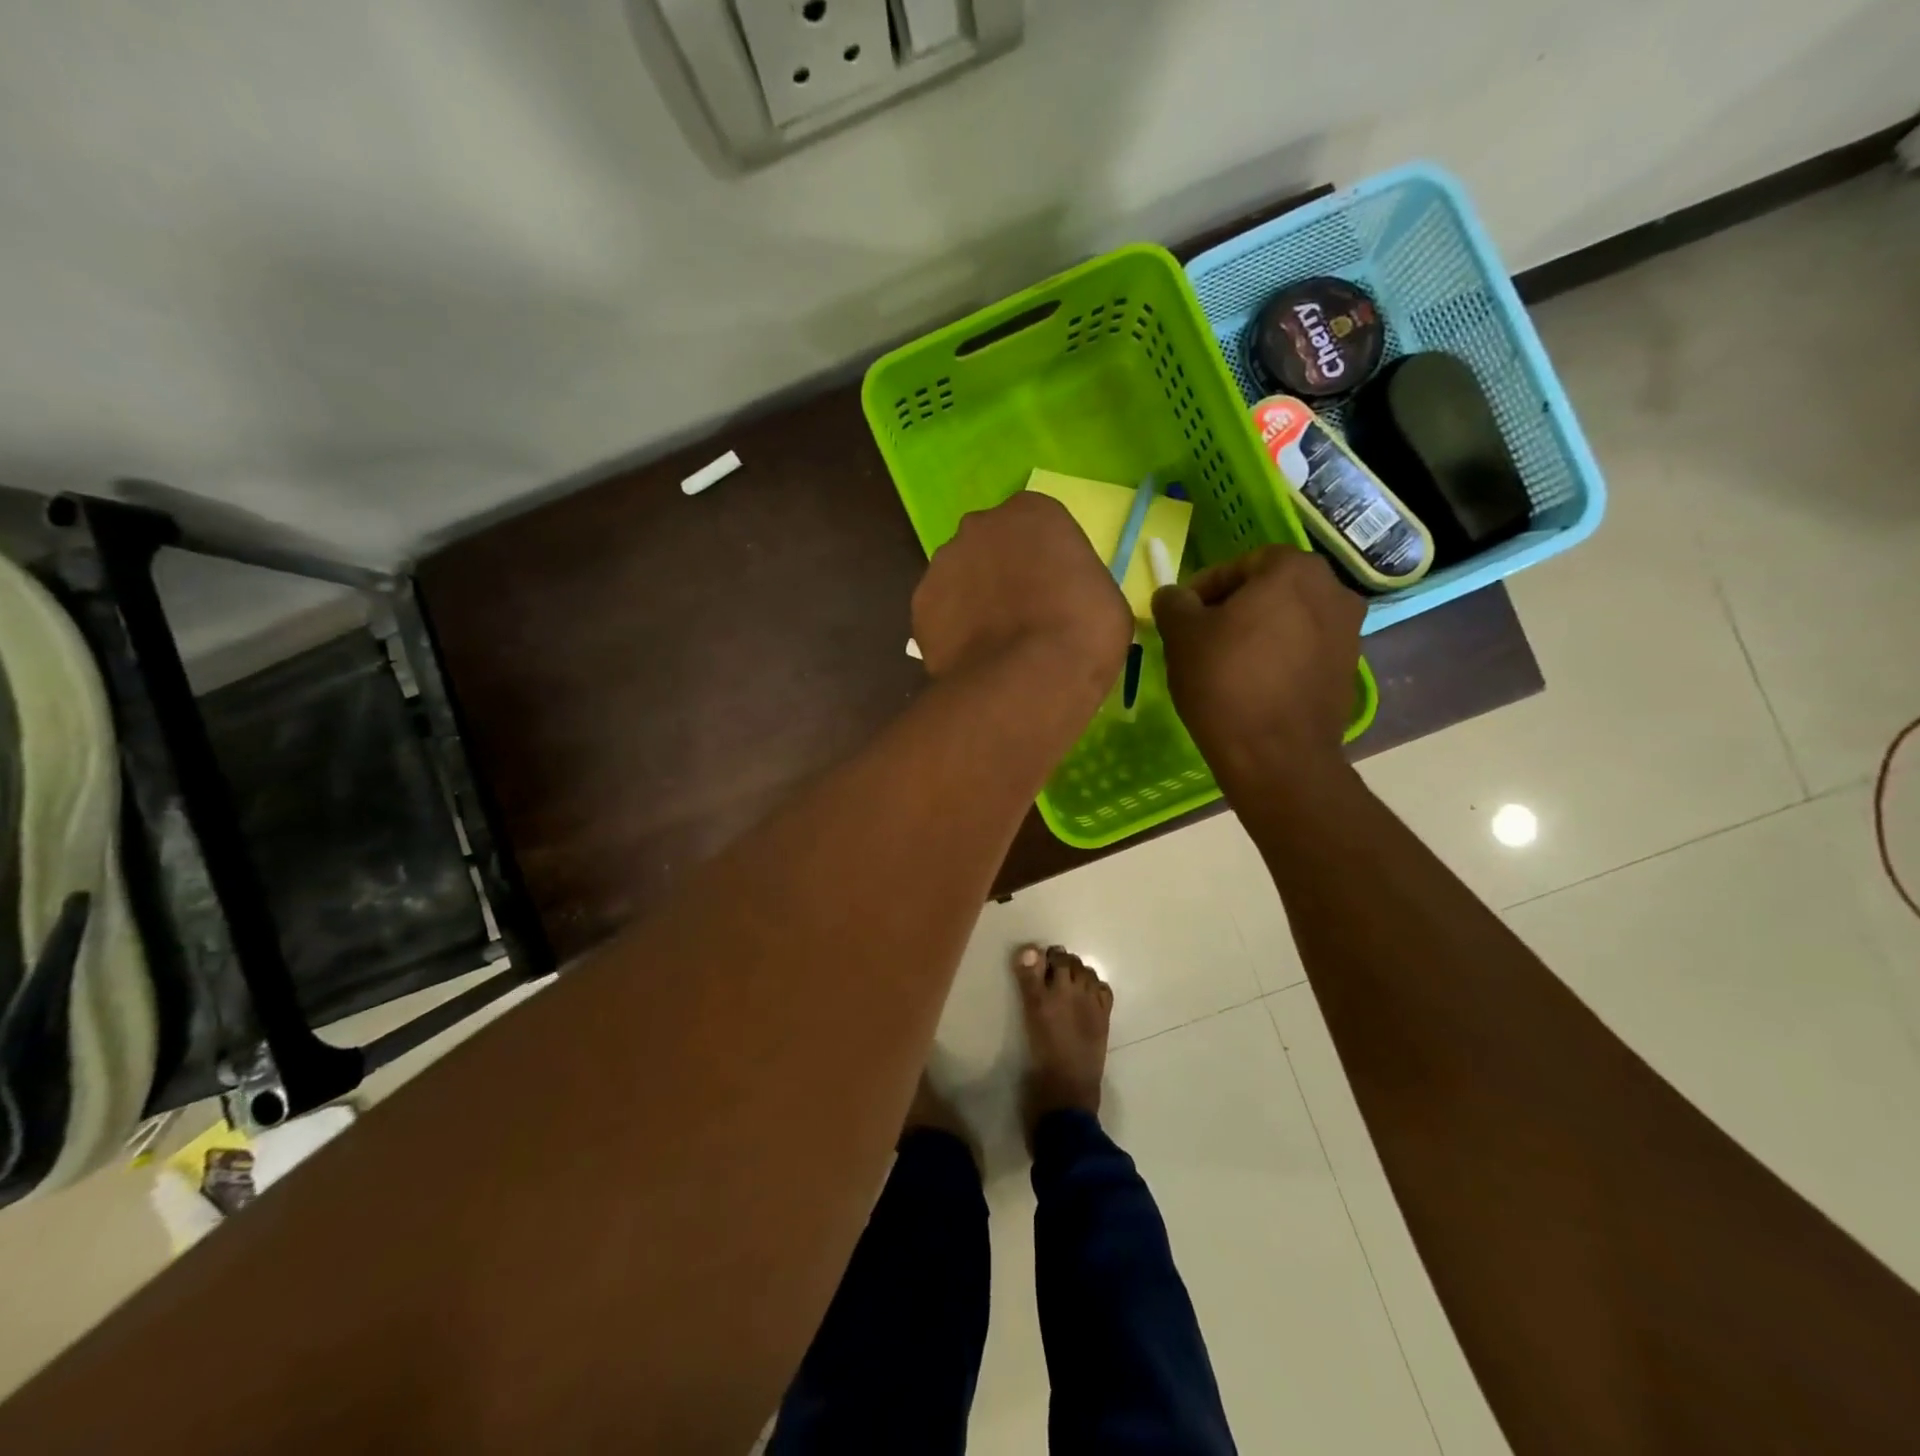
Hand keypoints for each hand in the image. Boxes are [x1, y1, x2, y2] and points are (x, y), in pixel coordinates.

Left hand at [912, 492, 1131, 691]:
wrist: (1029, 678)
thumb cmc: (1084, 631)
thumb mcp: (1102, 596)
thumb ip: (1072, 581)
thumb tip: (1057, 600)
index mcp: (1032, 511)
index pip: (1035, 525)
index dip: (1042, 559)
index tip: (1051, 589)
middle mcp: (980, 525)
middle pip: (990, 545)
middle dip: (1000, 572)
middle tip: (1019, 614)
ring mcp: (943, 563)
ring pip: (959, 577)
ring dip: (972, 600)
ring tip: (992, 642)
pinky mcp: (920, 604)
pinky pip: (940, 613)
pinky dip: (952, 630)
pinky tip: (971, 657)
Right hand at [1152, 545, 1363, 784]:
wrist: (1277, 756)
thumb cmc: (1225, 682)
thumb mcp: (1181, 635)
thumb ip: (1174, 604)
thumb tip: (1174, 596)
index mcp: (1294, 570)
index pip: (1242, 563)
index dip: (1205, 586)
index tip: (1182, 614)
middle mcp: (1333, 591)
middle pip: (1270, 590)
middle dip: (1233, 608)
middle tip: (1200, 636)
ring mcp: (1348, 633)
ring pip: (1288, 621)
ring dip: (1257, 633)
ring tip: (1224, 663)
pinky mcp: (1347, 671)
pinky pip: (1303, 652)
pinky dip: (1277, 659)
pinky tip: (1251, 686)